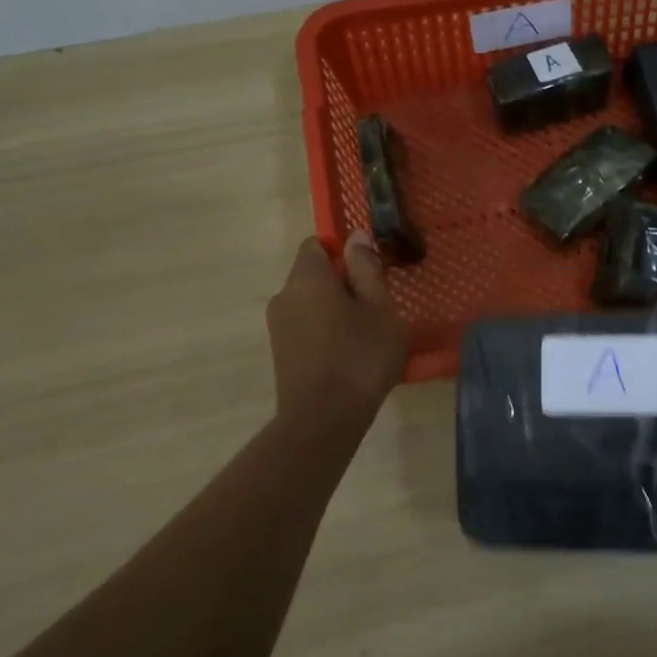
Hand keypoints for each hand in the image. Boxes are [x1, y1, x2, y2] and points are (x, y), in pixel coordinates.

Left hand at [266, 233, 407, 429]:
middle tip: (376, 307)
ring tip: (365, 334)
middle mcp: (284, 295)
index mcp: (307, 278)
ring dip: (335, 309)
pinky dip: (325, 331)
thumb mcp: (379, 307)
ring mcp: (278, 326)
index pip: (317, 244)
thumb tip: (356, 236)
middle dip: (343, 283)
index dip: (344, 252)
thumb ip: (366, 268)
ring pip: (310, 303)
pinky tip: (348, 355)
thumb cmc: (360, 356)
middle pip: (313, 275)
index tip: (369, 273)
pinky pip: (306, 327)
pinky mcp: (281, 353)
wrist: (324, 419)